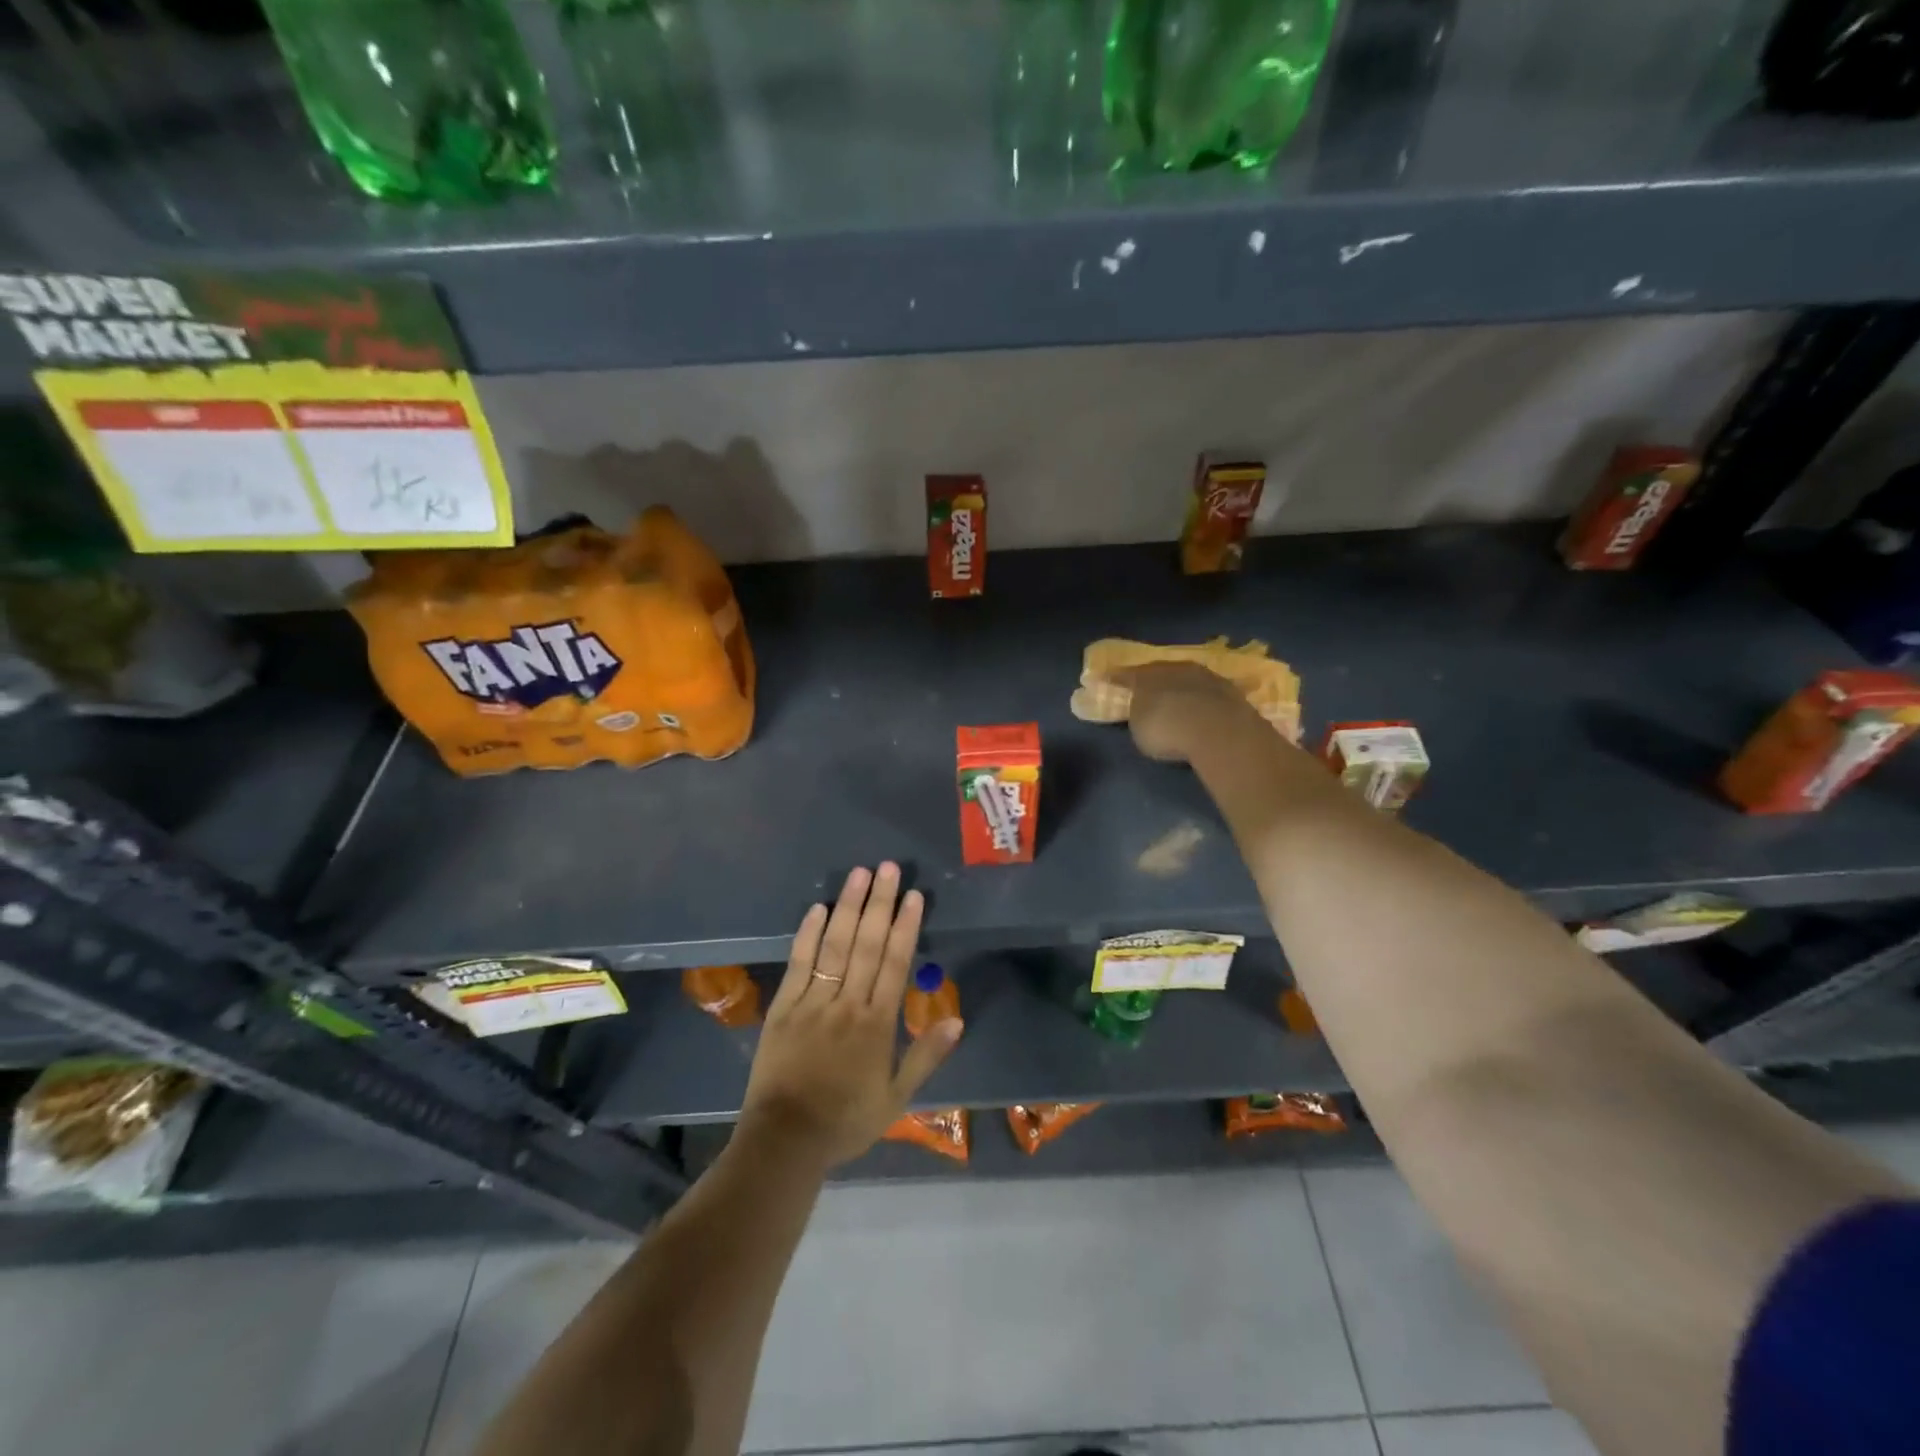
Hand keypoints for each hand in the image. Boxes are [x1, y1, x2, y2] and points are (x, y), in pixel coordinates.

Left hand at [739, 864, 962, 1169]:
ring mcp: (813, 1002)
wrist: (786, 1141)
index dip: (906, 926)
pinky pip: (799, 963)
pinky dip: (808, 934)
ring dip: (848, 908)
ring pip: (834, 945)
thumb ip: (926, 1056)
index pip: (895, 963)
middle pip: (867, 944)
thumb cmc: (846, 1120)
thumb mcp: (897, 1099)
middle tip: (889, 868)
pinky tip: (818, 907)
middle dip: (880, 903)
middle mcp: (847, 1004)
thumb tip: (957, 1019)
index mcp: (877, 1023)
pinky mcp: (784, 1007)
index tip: (914, 895)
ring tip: (859, 874)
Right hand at [1118, 662, 1260, 763]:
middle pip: (1160, 671)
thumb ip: (1139, 715)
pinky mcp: (1229, 689)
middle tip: (1147, 690)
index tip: (1107, 679)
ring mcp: (1205, 676)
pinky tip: (1202, 709)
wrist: (1217, 730)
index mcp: (1146, 675)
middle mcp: (1175, 668)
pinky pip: (1207, 692)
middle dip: (1154, 681)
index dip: (1116, 679)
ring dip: (1181, 688)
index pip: (1126, 675)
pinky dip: (1202, 699)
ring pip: (1187, 678)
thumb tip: (1143, 711)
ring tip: (1178, 701)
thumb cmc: (1167, 729)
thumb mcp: (1140, 728)